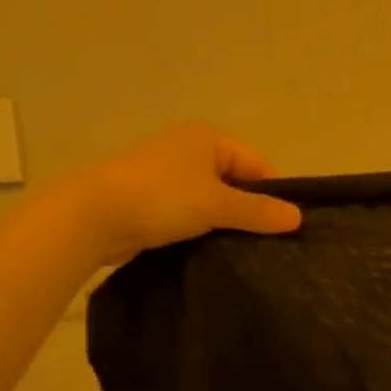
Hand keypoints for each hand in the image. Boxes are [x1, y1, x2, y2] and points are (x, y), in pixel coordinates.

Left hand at [82, 122, 302, 266]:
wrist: (93, 216)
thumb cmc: (162, 197)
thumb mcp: (217, 203)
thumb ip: (258, 211)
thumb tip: (298, 217)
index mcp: (209, 138)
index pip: (257, 163)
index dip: (272, 194)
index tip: (281, 227)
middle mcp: (189, 150)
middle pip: (236, 182)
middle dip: (248, 211)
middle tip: (264, 244)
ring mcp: (168, 176)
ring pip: (212, 201)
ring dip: (223, 222)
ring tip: (239, 251)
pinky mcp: (152, 201)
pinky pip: (189, 214)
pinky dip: (200, 229)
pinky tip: (209, 252)